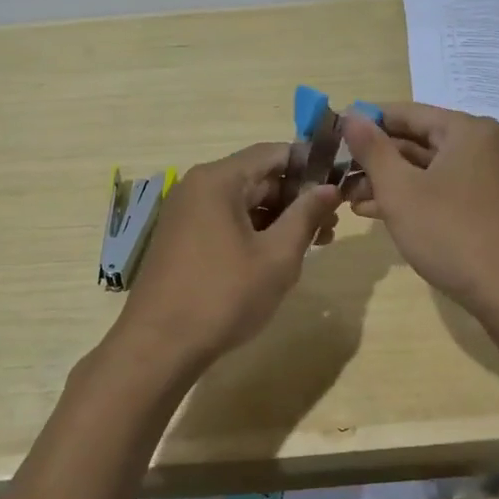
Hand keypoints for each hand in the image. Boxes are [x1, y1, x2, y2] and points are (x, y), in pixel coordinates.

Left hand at [110, 143, 340, 376]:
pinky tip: (278, 255)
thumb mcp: (277, 257)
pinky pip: (226, 220)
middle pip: (258, 176)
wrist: (159, 346)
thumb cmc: (223, 296)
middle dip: (297, 197)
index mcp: (218, 179)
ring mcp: (187, 212)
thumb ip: (306, 216)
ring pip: (244, 201)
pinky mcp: (183, 237)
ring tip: (314, 243)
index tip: (339, 186)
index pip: (273, 153)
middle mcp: (198, 186)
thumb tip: (330, 188)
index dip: (310, 166)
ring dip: (279, 217)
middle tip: (332, 225)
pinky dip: (255, 231)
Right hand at [340, 103, 498, 329]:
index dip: (365, 124)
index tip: (332, 139)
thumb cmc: (452, 234)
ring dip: (387, 181)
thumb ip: (372, 149)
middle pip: (416, 140)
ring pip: (426, 169)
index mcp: (466, 130)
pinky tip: (377, 213)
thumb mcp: (401, 190)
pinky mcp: (486, 207)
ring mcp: (486, 178)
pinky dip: (411, 198)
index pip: (404, 112)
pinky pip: (440, 190)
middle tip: (336, 175)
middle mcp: (481, 146)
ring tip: (348, 200)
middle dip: (375, 159)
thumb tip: (351, 113)